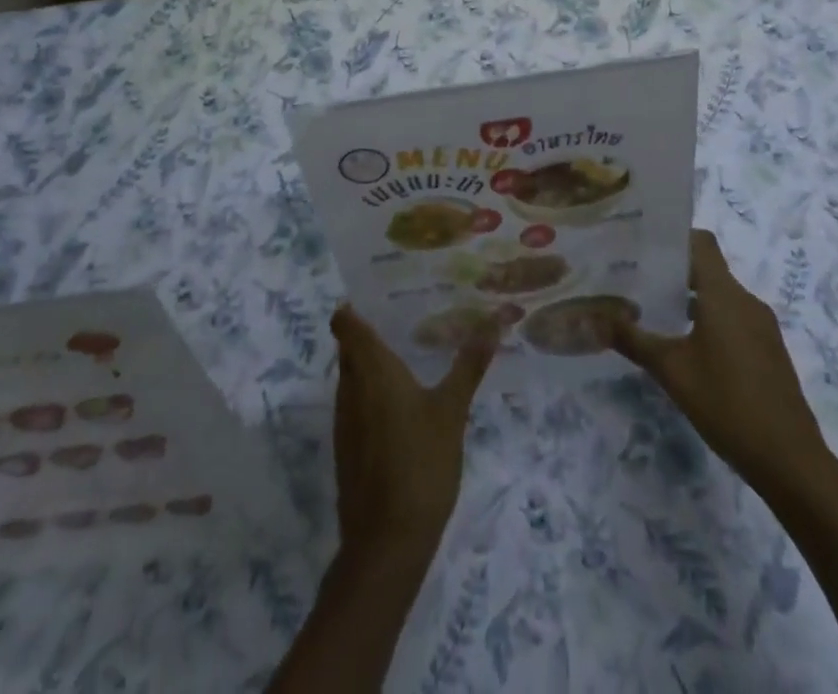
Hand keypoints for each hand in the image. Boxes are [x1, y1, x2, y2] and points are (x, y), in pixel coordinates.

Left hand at [330, 304, 495, 564]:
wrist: (386, 544)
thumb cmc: (420, 464)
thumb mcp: (451, 411)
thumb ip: (469, 365)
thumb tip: (494, 320)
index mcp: (370, 369)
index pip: (344, 322)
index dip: (354, 306)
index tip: (379, 293)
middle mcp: (349, 388)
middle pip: (349, 348)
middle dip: (371, 331)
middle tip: (407, 318)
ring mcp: (344, 421)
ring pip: (352, 377)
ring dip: (372, 365)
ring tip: (410, 355)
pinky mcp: (347, 449)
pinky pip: (356, 405)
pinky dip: (373, 395)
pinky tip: (403, 404)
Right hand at [612, 230, 830, 491]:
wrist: (790, 461)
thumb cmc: (727, 404)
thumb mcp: (671, 371)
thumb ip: (633, 340)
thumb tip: (595, 318)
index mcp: (725, 295)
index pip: (701, 242)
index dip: (673, 237)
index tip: (641, 242)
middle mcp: (746, 301)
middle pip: (708, 268)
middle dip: (673, 270)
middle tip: (634, 276)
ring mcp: (762, 326)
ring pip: (720, 296)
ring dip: (690, 298)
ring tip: (653, 310)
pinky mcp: (768, 350)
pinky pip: (734, 318)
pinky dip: (708, 319)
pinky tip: (685, 344)